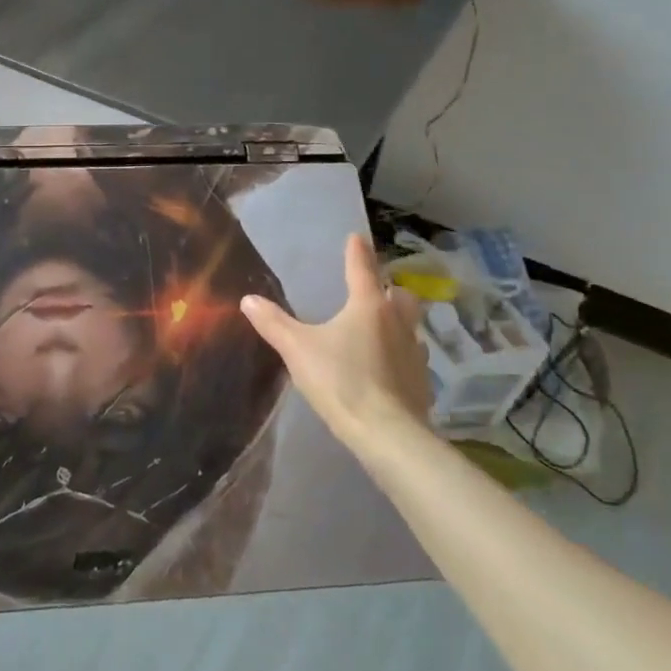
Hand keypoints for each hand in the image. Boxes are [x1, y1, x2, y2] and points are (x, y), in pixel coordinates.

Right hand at [240, 232, 431, 448]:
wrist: (387, 433)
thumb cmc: (341, 380)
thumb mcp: (298, 349)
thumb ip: (274, 323)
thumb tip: (248, 299)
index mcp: (368, 306)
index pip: (362, 269)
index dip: (357, 252)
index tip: (356, 237)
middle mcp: (397, 322)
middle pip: (400, 295)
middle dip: (390, 289)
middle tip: (376, 291)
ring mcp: (415, 353)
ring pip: (411, 326)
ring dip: (399, 322)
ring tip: (382, 330)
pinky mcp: (422, 382)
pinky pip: (413, 359)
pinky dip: (401, 356)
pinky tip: (388, 368)